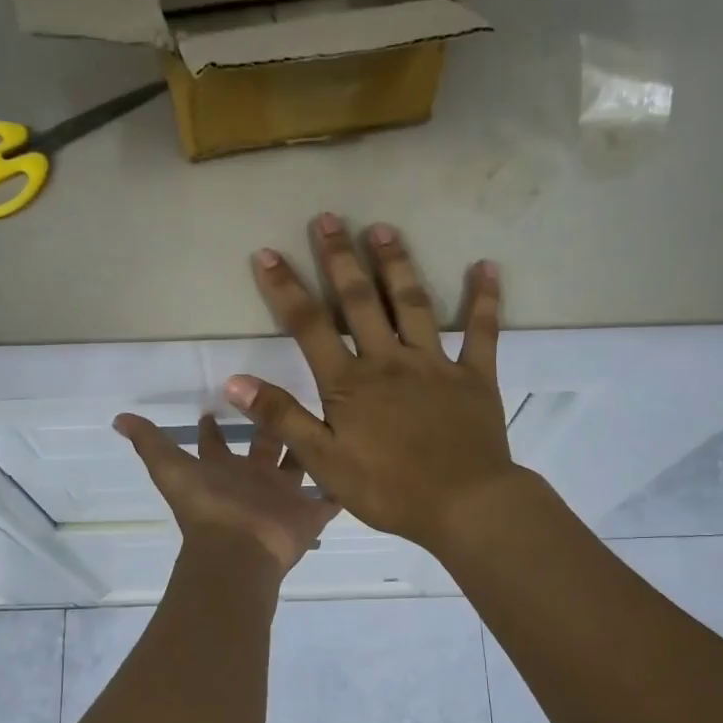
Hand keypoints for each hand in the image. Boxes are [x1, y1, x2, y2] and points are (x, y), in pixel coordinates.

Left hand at [113, 412, 339, 575]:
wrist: (238, 552)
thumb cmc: (207, 508)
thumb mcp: (171, 469)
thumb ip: (149, 442)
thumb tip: (118, 418)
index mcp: (222, 470)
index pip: (217, 444)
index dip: (214, 427)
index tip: (221, 401)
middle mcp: (253, 481)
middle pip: (264, 447)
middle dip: (270, 424)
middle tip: (284, 394)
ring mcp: (283, 498)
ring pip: (300, 466)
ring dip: (308, 447)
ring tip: (327, 418)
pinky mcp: (309, 514)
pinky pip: (330, 499)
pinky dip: (341, 488)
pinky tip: (356, 464)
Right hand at [225, 213, 521, 553]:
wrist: (464, 505)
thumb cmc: (388, 489)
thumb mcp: (323, 461)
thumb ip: (282, 418)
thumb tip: (235, 381)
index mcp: (350, 383)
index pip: (309, 326)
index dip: (285, 288)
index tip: (266, 253)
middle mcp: (389, 361)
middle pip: (360, 301)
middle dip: (340, 258)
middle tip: (328, 217)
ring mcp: (435, 365)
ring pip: (414, 304)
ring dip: (397, 264)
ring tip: (383, 228)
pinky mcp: (475, 377)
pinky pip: (482, 332)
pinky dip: (485, 299)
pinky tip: (486, 266)